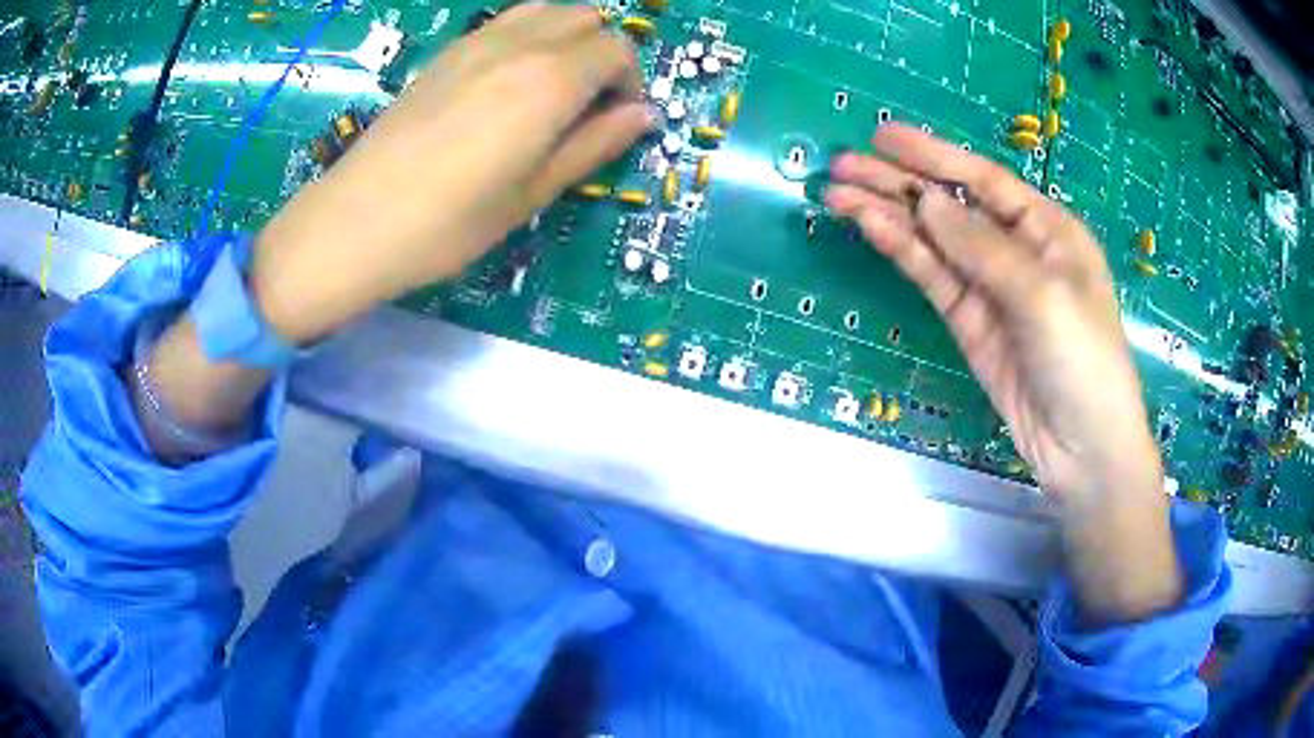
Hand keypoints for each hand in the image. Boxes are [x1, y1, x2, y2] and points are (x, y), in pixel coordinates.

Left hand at [251, 4, 650, 343]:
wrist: (356, 221)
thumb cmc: (450, 223)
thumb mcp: (533, 193)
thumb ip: (593, 145)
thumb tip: (643, 115)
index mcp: (550, 80)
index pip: (617, 50)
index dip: (629, 83)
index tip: (617, 120)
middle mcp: (519, 45)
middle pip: (586, 18)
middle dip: (603, 53)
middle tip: (588, 104)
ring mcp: (477, 42)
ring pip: (546, 10)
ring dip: (566, 38)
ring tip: (552, 88)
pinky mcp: (446, 53)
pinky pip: (505, 22)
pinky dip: (527, 36)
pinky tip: (509, 82)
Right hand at [827, 124, 1161, 510]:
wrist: (1082, 449)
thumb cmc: (1084, 360)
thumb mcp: (1043, 295)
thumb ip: (984, 247)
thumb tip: (926, 203)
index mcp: (1048, 229)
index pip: (984, 179)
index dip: (933, 154)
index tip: (882, 137)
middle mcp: (1017, 249)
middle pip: (951, 205)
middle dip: (899, 183)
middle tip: (842, 165)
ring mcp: (990, 288)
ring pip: (934, 241)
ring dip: (888, 216)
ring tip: (837, 195)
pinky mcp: (970, 323)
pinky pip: (933, 278)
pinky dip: (903, 253)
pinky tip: (871, 229)